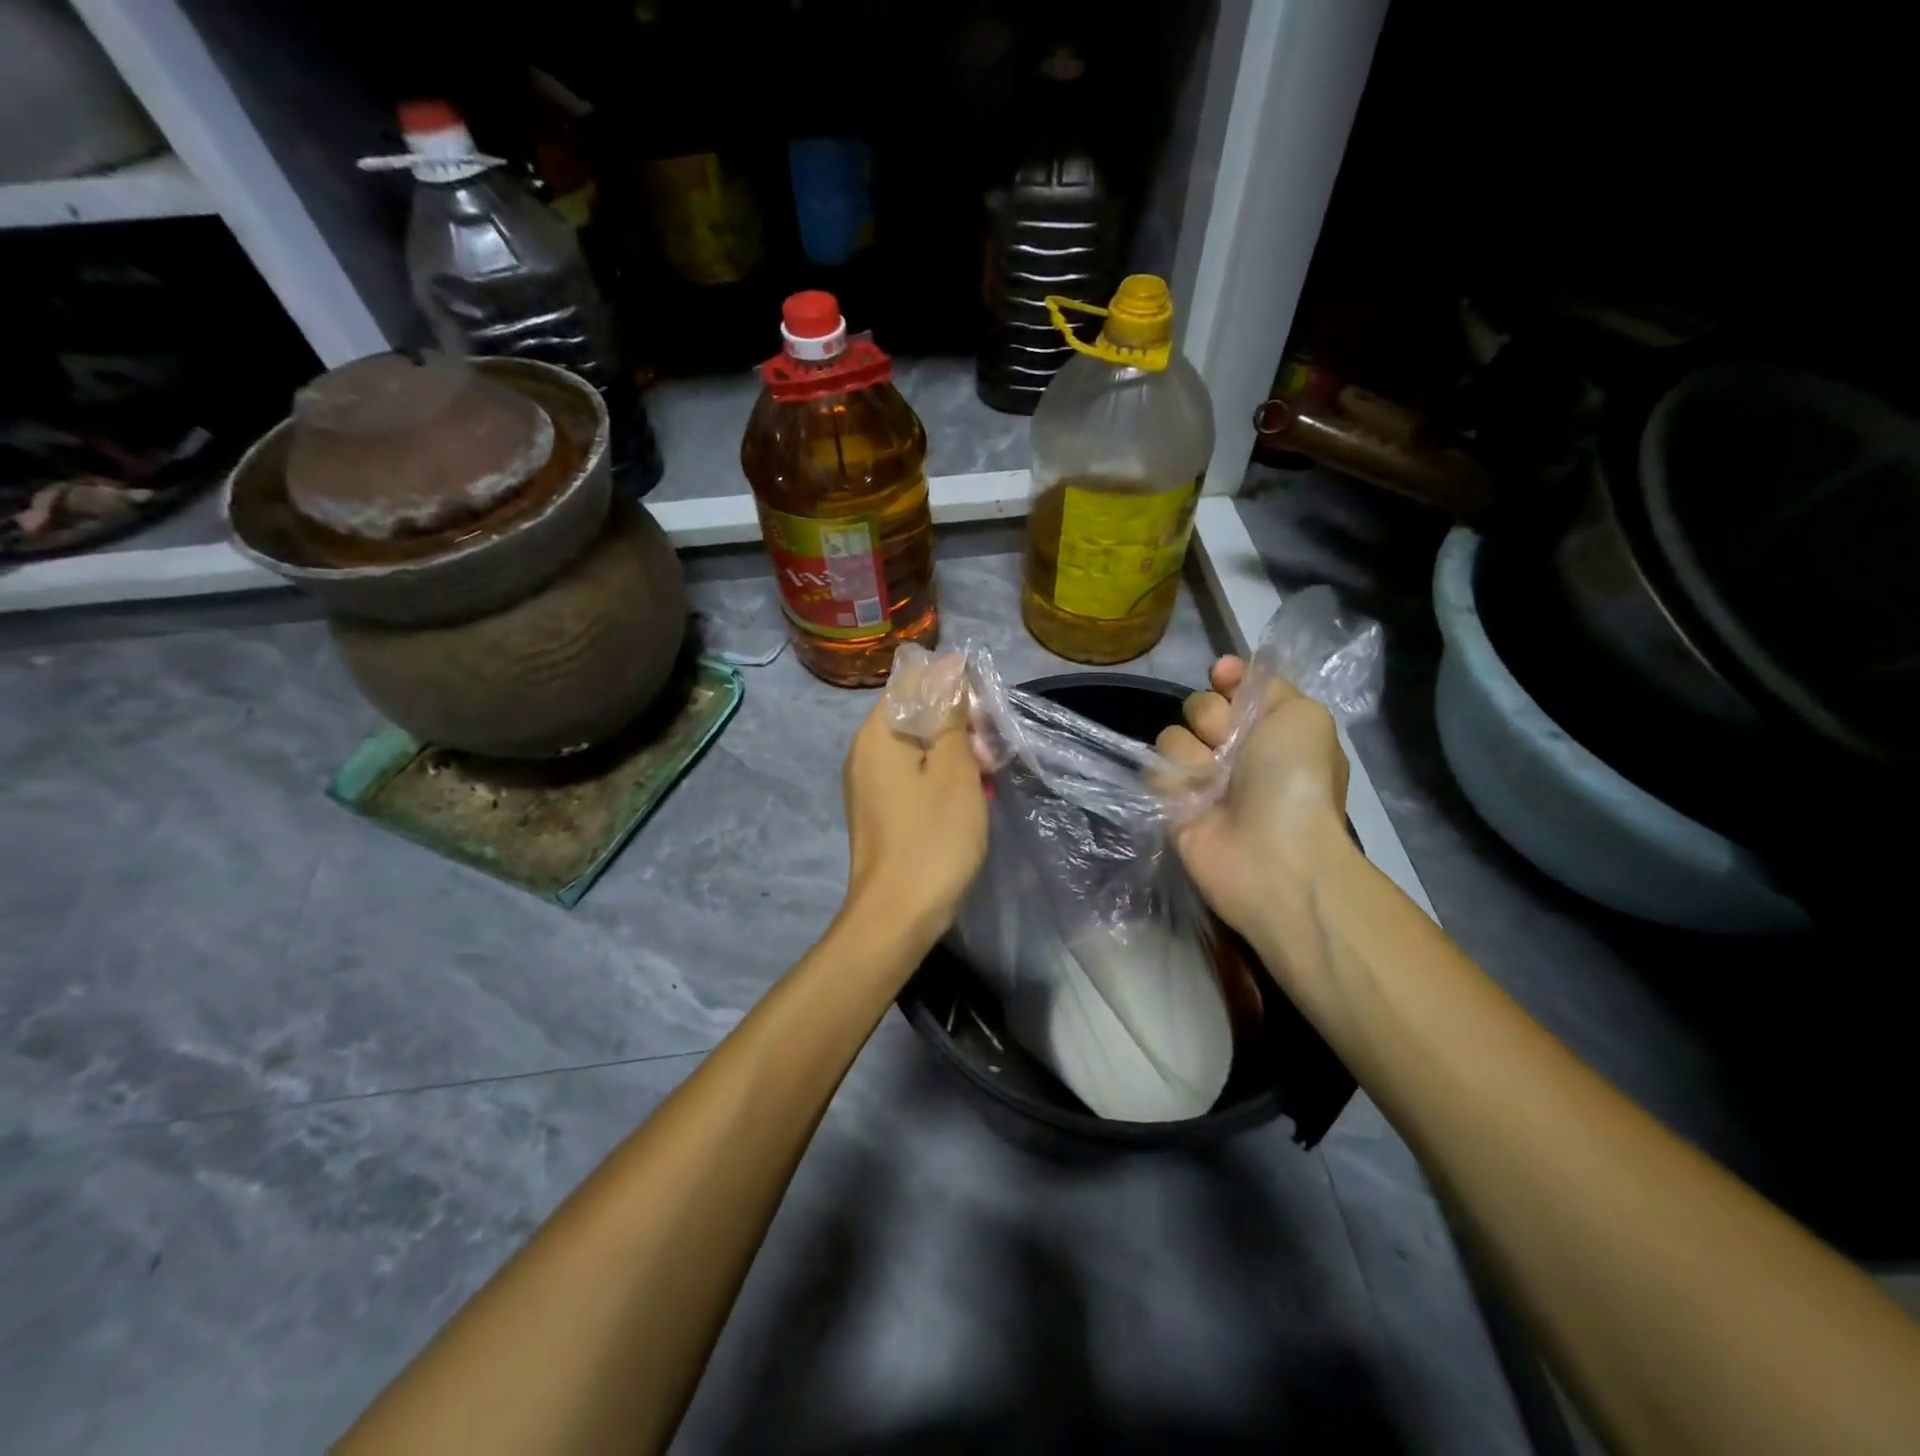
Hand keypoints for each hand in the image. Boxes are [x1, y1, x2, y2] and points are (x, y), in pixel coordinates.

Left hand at [841, 694, 988, 944]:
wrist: (898, 915)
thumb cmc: (932, 836)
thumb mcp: (954, 770)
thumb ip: (952, 717)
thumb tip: (949, 669)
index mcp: (876, 733)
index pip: (914, 682)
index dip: (954, 687)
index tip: (986, 711)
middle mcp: (864, 751)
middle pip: (916, 715)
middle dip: (959, 725)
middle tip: (992, 753)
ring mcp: (869, 783)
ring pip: (918, 749)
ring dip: (955, 755)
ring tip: (987, 777)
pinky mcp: (880, 810)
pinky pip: (913, 777)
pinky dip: (941, 779)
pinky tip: (969, 797)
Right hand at [1156, 656, 1353, 952]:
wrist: (1275, 855)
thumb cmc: (1296, 781)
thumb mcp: (1303, 716)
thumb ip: (1268, 686)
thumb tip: (1225, 669)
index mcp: (1269, 728)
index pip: (1233, 686)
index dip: (1226, 679)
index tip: (1221, 676)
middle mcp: (1235, 750)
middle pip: (1198, 707)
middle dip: (1212, 720)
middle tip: (1232, 747)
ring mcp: (1202, 779)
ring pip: (1172, 738)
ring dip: (1193, 755)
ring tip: (1215, 784)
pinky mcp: (1172, 805)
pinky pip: (1155, 771)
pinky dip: (1173, 783)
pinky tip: (1194, 802)